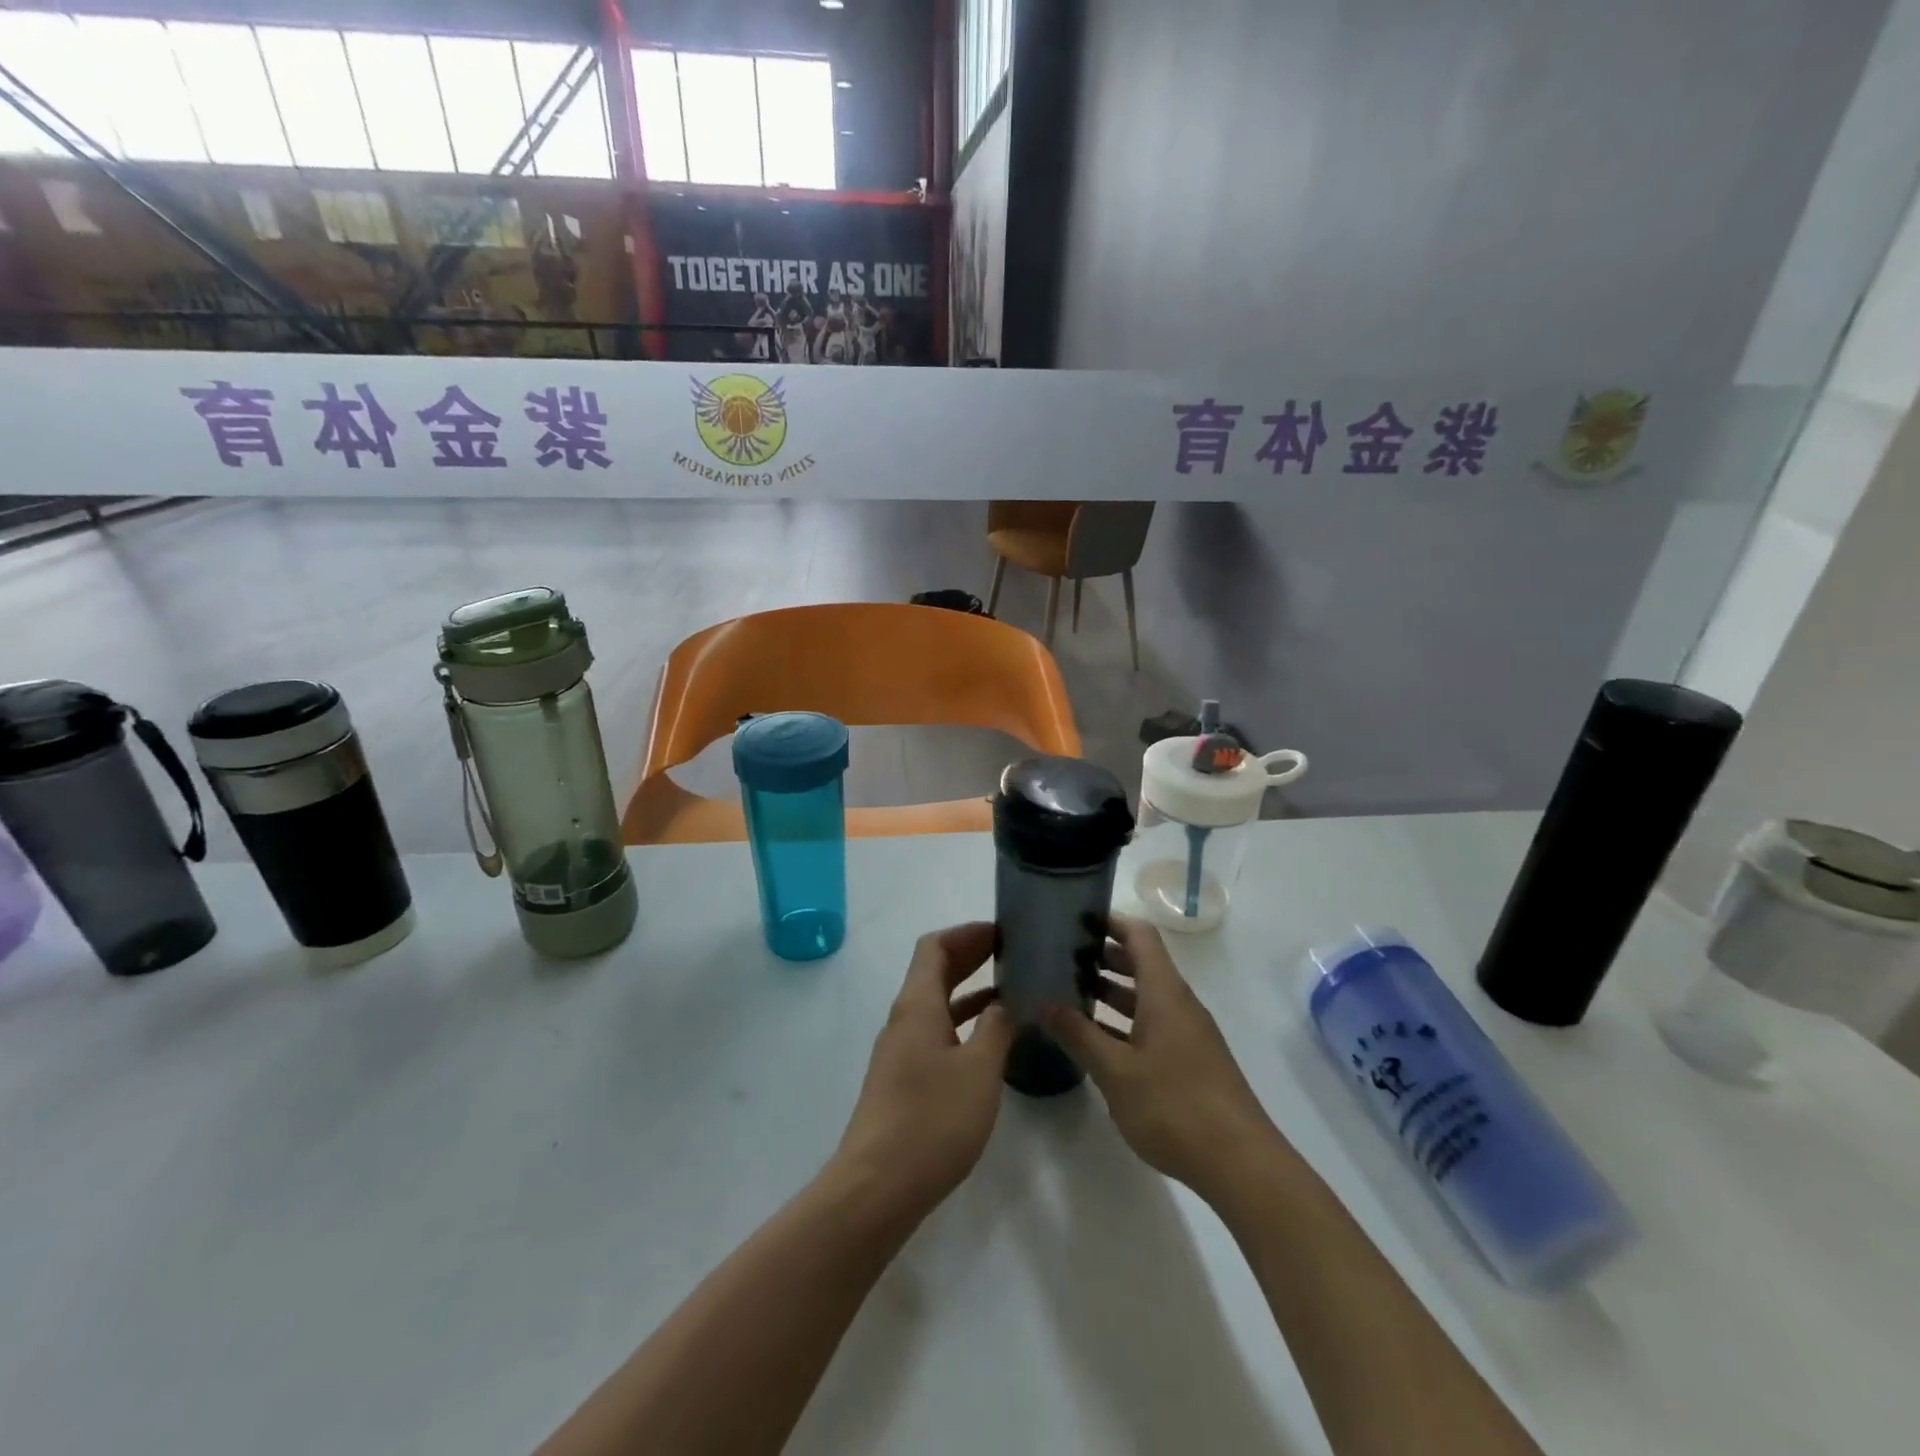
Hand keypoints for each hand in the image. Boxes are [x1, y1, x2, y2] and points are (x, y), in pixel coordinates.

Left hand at [832, 922, 1014, 1217]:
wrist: (877, 1187)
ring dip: (968, 991)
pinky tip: (990, 1041)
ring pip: (935, 1003)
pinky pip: (935, 1032)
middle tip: (1012, 954)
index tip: (1002, 932)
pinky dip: (962, 1023)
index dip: (966, 933)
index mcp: (917, 1005)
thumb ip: (997, 1028)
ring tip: (1011, 991)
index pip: (934, 946)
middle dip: (970, 956)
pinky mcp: (902, 1079)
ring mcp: (900, 1050)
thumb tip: (1007, 1002)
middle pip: (933, 971)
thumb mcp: (979, 1070)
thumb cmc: (932, 1120)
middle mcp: (904, 1019)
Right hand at [1043, 914, 1277, 1202]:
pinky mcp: (1191, 1060)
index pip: (1139, 935)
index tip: (1073, 920)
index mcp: (1164, 992)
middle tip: (1059, 958)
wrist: (1241, 1165)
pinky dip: (1123, 1021)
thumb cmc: (1174, 1106)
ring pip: (1145, 996)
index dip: (1109, 921)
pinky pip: (1152, 1023)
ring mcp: (1188, 1033)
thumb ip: (1078, 1034)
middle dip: (1101, 956)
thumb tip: (1043, 1002)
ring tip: (1068, 994)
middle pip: (1141, 963)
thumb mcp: (1115, 1071)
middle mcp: (1178, 1003)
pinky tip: (1097, 1039)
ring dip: (1110, 991)